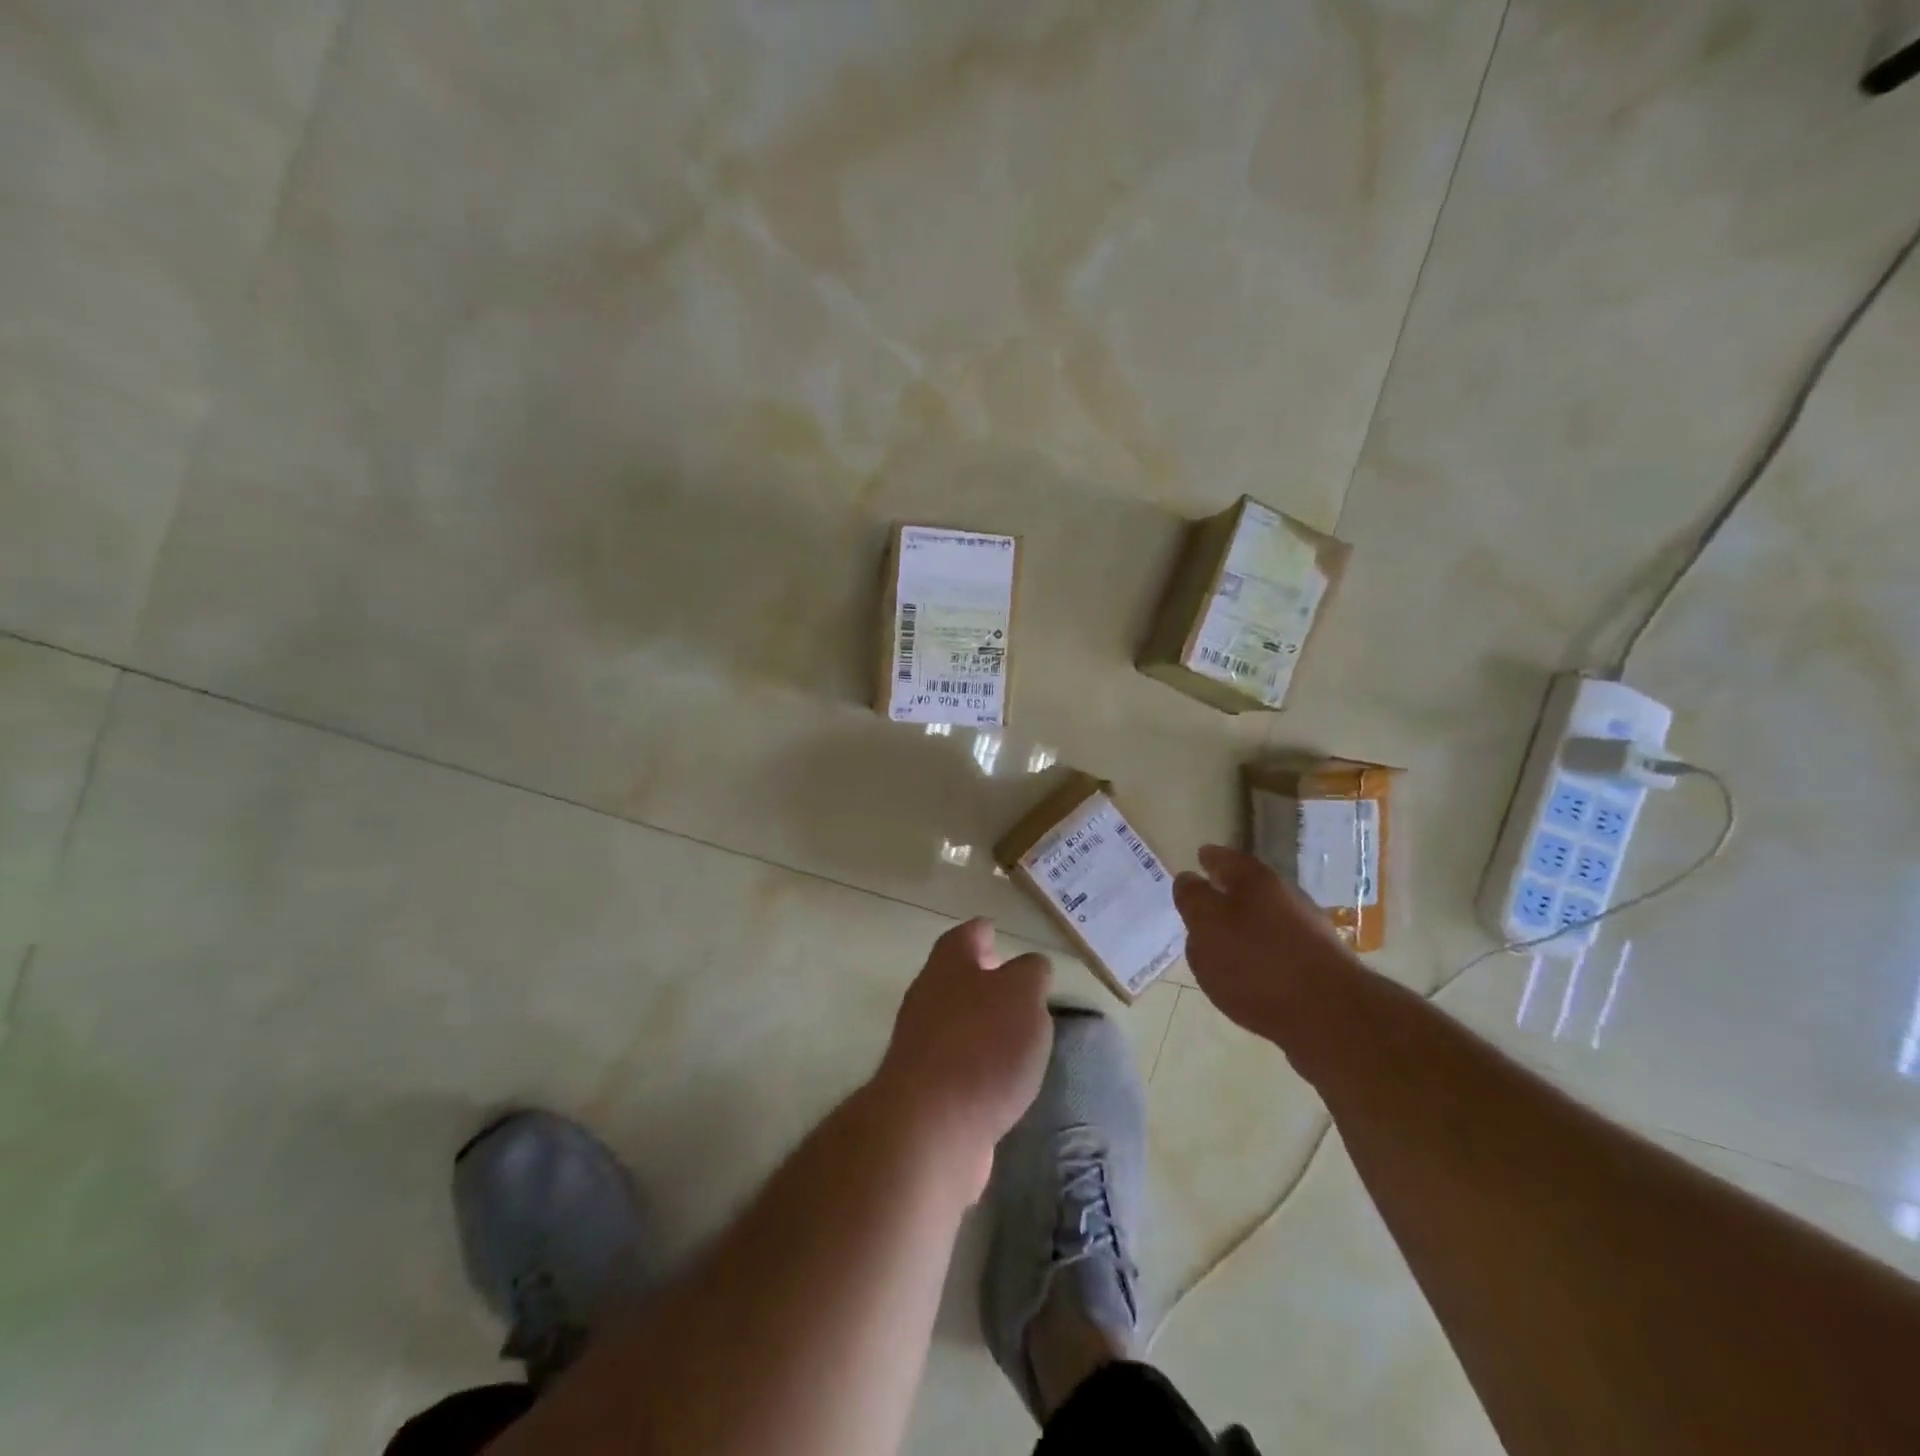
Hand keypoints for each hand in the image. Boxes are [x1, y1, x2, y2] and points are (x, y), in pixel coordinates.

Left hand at [876, 919, 1053, 1199]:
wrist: (931, 1126)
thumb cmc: (983, 1045)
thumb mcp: (1023, 995)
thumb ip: (1031, 974)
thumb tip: (1030, 967)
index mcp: (949, 964)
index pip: (966, 935)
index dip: (983, 931)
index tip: (996, 931)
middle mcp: (928, 996)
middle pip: (955, 977)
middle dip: (982, 978)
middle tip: (1014, 985)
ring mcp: (920, 1043)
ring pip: (956, 1020)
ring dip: (981, 1023)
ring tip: (1017, 1033)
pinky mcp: (924, 1088)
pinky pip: (956, 1063)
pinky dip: (977, 1064)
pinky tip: (1001, 1079)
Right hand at [1174, 845, 1353, 1037]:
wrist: (1330, 1016)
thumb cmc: (1256, 962)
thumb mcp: (1207, 926)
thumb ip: (1193, 900)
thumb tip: (1189, 880)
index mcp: (1254, 879)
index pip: (1224, 858)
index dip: (1209, 859)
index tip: (1199, 858)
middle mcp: (1285, 896)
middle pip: (1249, 887)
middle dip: (1228, 892)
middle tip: (1206, 902)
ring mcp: (1307, 930)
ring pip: (1266, 918)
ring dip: (1246, 925)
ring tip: (1223, 943)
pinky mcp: (1319, 965)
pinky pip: (1280, 949)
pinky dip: (1262, 953)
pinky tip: (1251, 973)